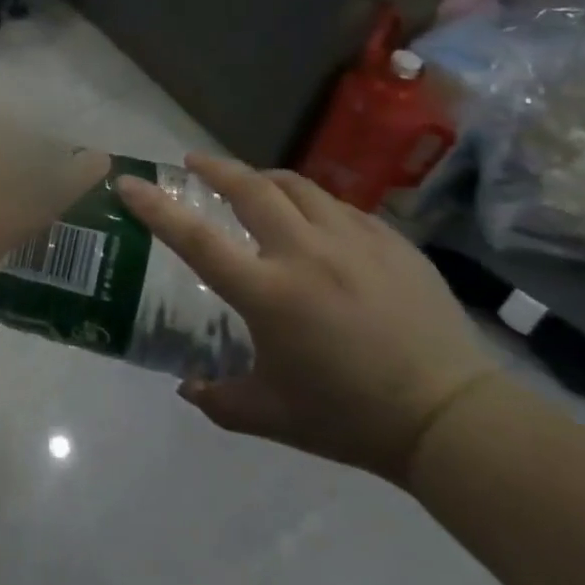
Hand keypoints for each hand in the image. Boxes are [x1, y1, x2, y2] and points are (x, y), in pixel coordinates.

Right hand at [117, 157, 496, 482]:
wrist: (454, 421)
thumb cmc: (352, 418)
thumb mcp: (272, 416)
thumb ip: (219, 400)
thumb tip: (186, 386)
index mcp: (268, 293)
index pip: (195, 238)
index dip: (155, 206)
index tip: (129, 182)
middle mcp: (305, 253)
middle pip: (249, 187)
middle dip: (215, 168)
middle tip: (195, 164)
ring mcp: (353, 242)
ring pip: (298, 186)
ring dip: (265, 180)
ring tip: (255, 186)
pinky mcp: (392, 243)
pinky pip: (341, 208)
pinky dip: (315, 206)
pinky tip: (316, 224)